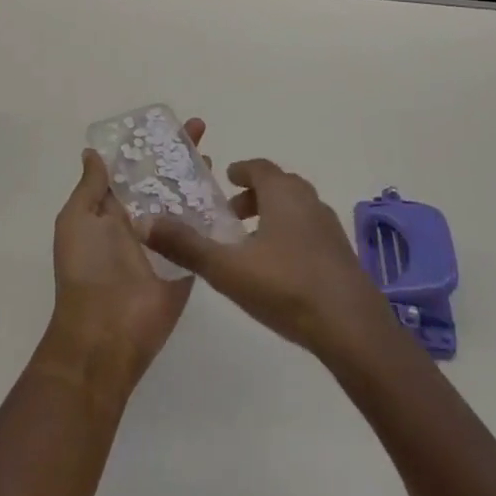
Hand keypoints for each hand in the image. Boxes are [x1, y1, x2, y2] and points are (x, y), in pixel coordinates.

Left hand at [38, 118, 206, 398]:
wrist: (106, 332)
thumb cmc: (86, 270)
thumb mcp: (76, 220)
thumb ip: (90, 187)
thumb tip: (92, 152)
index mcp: (111, 211)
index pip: (133, 169)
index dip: (148, 146)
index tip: (166, 123)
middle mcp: (140, 221)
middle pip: (163, 179)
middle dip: (179, 154)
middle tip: (200, 128)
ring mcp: (166, 240)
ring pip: (185, 200)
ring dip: (198, 178)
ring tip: (213, 155)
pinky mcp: (188, 260)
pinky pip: (202, 231)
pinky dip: (213, 212)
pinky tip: (228, 190)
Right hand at [143, 158, 393, 366]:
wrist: (352, 328)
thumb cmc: (286, 287)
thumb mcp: (227, 268)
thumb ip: (186, 245)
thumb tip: (143, 222)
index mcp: (282, 192)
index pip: (259, 167)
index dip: (240, 170)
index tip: (224, 179)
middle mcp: (308, 199)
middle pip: (278, 185)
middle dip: (253, 195)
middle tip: (230, 215)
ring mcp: (329, 226)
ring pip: (296, 208)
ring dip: (273, 215)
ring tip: (251, 244)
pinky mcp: (341, 253)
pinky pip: (309, 230)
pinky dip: (290, 235)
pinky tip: (279, 268)